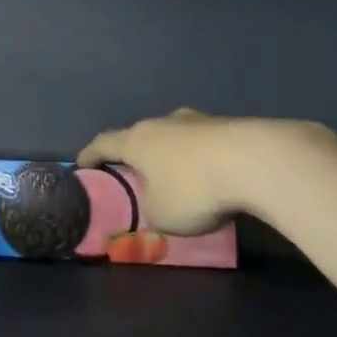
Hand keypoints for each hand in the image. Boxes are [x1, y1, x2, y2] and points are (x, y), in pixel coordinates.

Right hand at [77, 109, 336, 234]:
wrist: (254, 161)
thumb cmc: (194, 188)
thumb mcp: (162, 215)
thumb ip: (152, 209)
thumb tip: (158, 203)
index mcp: (138, 140)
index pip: (105, 143)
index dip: (91, 154)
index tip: (82, 163)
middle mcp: (163, 123)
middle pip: (142, 136)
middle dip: (137, 154)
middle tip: (135, 173)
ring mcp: (197, 121)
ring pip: (175, 137)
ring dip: (172, 155)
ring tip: (178, 177)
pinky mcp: (228, 126)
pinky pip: (204, 144)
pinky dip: (202, 160)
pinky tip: (212, 178)